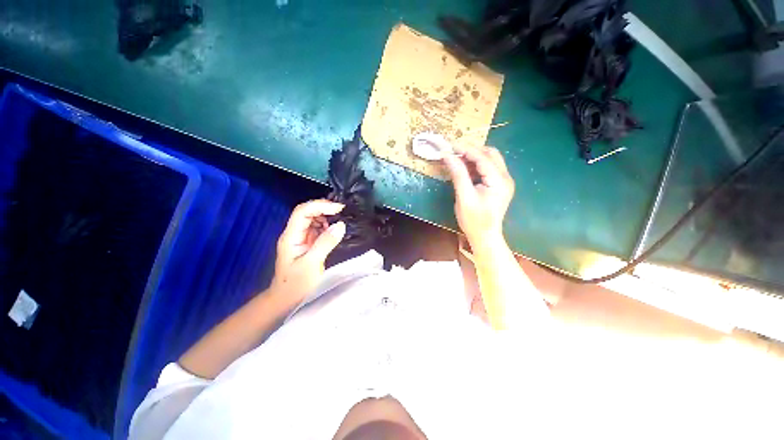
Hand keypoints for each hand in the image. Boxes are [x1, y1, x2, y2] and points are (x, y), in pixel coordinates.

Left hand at [270, 200, 345, 302]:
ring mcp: (301, 238)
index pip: (302, 212)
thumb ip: (325, 243)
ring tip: (340, 219)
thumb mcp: (312, 264)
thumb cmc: (296, 285)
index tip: (338, 208)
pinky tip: (335, 230)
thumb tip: (341, 225)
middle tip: (342, 211)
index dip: (319, 206)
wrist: (286, 300)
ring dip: (326, 216)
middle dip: (324, 208)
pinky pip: (317, 229)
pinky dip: (327, 226)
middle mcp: (294, 234)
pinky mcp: (307, 243)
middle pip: (307, 212)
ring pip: (312, 219)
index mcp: (291, 236)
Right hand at [443, 146, 514, 245]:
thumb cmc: (474, 220)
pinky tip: (464, 169)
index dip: (466, 149)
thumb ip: (458, 175)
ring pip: (490, 160)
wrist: (485, 237)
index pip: (482, 157)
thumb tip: (447, 156)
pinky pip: (488, 169)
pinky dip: (476, 165)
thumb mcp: (464, 197)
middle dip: (472, 150)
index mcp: (499, 181)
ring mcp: (504, 181)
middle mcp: (505, 177)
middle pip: (490, 154)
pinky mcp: (499, 185)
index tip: (450, 145)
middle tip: (454, 152)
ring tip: (457, 159)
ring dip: (474, 157)